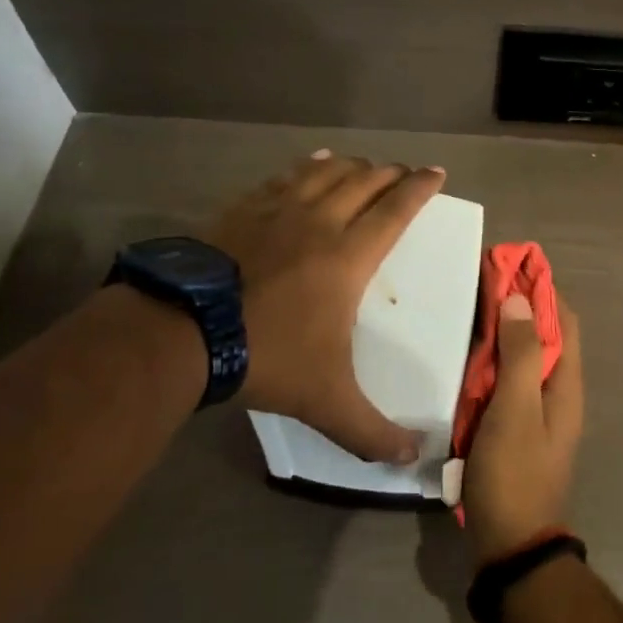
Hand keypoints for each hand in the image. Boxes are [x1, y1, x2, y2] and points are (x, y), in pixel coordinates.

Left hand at [209, 150, 443, 462]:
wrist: (185, 331)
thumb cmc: (267, 355)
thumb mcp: (325, 400)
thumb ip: (370, 431)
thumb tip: (411, 460)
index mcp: (349, 256)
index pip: (395, 210)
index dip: (420, 189)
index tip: (437, 173)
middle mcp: (321, 221)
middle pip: (365, 182)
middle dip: (391, 173)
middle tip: (405, 172)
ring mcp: (279, 210)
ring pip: (327, 172)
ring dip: (353, 165)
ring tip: (365, 164)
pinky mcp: (245, 209)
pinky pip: (285, 176)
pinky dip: (307, 166)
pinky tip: (312, 162)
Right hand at [463, 292, 583, 562]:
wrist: (510, 545)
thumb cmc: (514, 472)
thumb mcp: (516, 409)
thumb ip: (521, 354)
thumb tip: (519, 299)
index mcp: (566, 383)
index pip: (563, 320)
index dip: (542, 288)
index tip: (512, 262)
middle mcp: (557, 392)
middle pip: (543, 335)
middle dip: (519, 304)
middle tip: (482, 279)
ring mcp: (536, 411)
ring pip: (523, 357)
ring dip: (503, 330)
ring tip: (471, 306)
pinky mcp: (515, 428)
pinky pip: (507, 381)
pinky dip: (492, 359)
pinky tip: (466, 353)